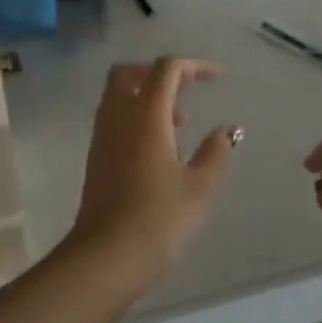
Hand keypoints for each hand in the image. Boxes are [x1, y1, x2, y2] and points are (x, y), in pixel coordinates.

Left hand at [68, 58, 238, 294]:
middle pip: (130, 73)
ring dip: (147, 96)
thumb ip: (216, 152)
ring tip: (179, 125)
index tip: (217, 78)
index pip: (166, 69)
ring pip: (118, 95)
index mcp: (145, 115)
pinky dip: (136, 116)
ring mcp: (102, 136)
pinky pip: (114, 118)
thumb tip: (225, 131)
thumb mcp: (198, 186)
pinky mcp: (96, 157)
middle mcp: (118, 117)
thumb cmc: (157, 219)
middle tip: (186, 93)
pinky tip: (159, 148)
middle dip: (159, 73)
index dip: (193, 66)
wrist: (106, 256)